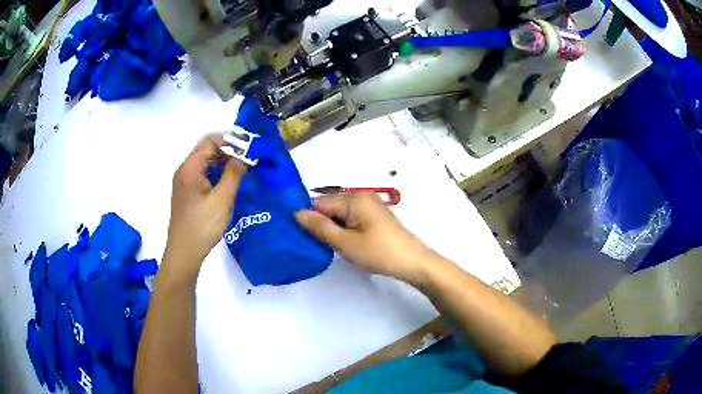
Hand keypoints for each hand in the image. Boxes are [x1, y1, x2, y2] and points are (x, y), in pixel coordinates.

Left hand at [163, 135, 246, 280]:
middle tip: (248, 159)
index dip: (229, 141)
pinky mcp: (188, 195)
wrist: (184, 253)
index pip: (209, 142)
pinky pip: (203, 176)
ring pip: (206, 164)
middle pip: (206, 151)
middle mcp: (185, 171)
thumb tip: (243, 157)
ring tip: (243, 170)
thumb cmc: (202, 226)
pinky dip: (217, 174)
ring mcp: (185, 184)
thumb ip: (233, 174)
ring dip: (223, 163)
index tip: (248, 148)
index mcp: (189, 168)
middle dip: (228, 151)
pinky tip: (229, 184)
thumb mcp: (222, 199)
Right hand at [295, 191, 437, 284]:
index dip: (307, 217)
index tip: (296, 234)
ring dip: (331, 228)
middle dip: (319, 223)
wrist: (413, 262)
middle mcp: (361, 196)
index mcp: (354, 198)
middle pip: (330, 207)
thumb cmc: (379, 253)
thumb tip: (297, 212)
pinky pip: (350, 218)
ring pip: (339, 214)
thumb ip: (320, 227)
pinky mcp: (374, 217)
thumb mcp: (345, 243)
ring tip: (323, 245)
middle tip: (311, 243)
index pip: (319, 203)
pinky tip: (340, 243)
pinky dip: (343, 229)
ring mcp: (369, 206)